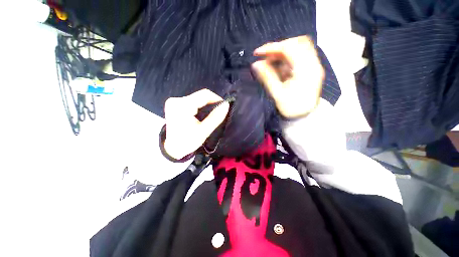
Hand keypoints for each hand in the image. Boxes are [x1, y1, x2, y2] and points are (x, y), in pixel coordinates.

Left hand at [164, 89, 229, 158]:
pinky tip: (202, 113)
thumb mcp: (204, 131)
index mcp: (182, 106)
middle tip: (218, 112)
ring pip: (196, 98)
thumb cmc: (188, 141)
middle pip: (200, 96)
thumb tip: (226, 105)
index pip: (204, 95)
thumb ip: (215, 117)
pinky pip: (192, 101)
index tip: (224, 106)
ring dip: (206, 104)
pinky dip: (199, 106)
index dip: (217, 98)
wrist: (172, 148)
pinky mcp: (174, 104)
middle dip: (211, 103)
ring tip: (211, 114)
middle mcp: (176, 100)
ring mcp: (174, 101)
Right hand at [252, 36, 323, 118]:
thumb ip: (267, 77)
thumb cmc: (291, 107)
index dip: (272, 48)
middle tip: (265, 57)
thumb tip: (255, 64)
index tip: (257, 53)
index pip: (289, 49)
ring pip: (299, 47)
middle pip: (297, 43)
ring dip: (283, 51)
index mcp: (306, 71)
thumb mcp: (277, 94)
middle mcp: (313, 64)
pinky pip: (299, 54)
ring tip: (270, 61)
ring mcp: (313, 65)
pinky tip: (279, 65)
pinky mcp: (311, 68)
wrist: (304, 116)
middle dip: (278, 47)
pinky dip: (287, 57)